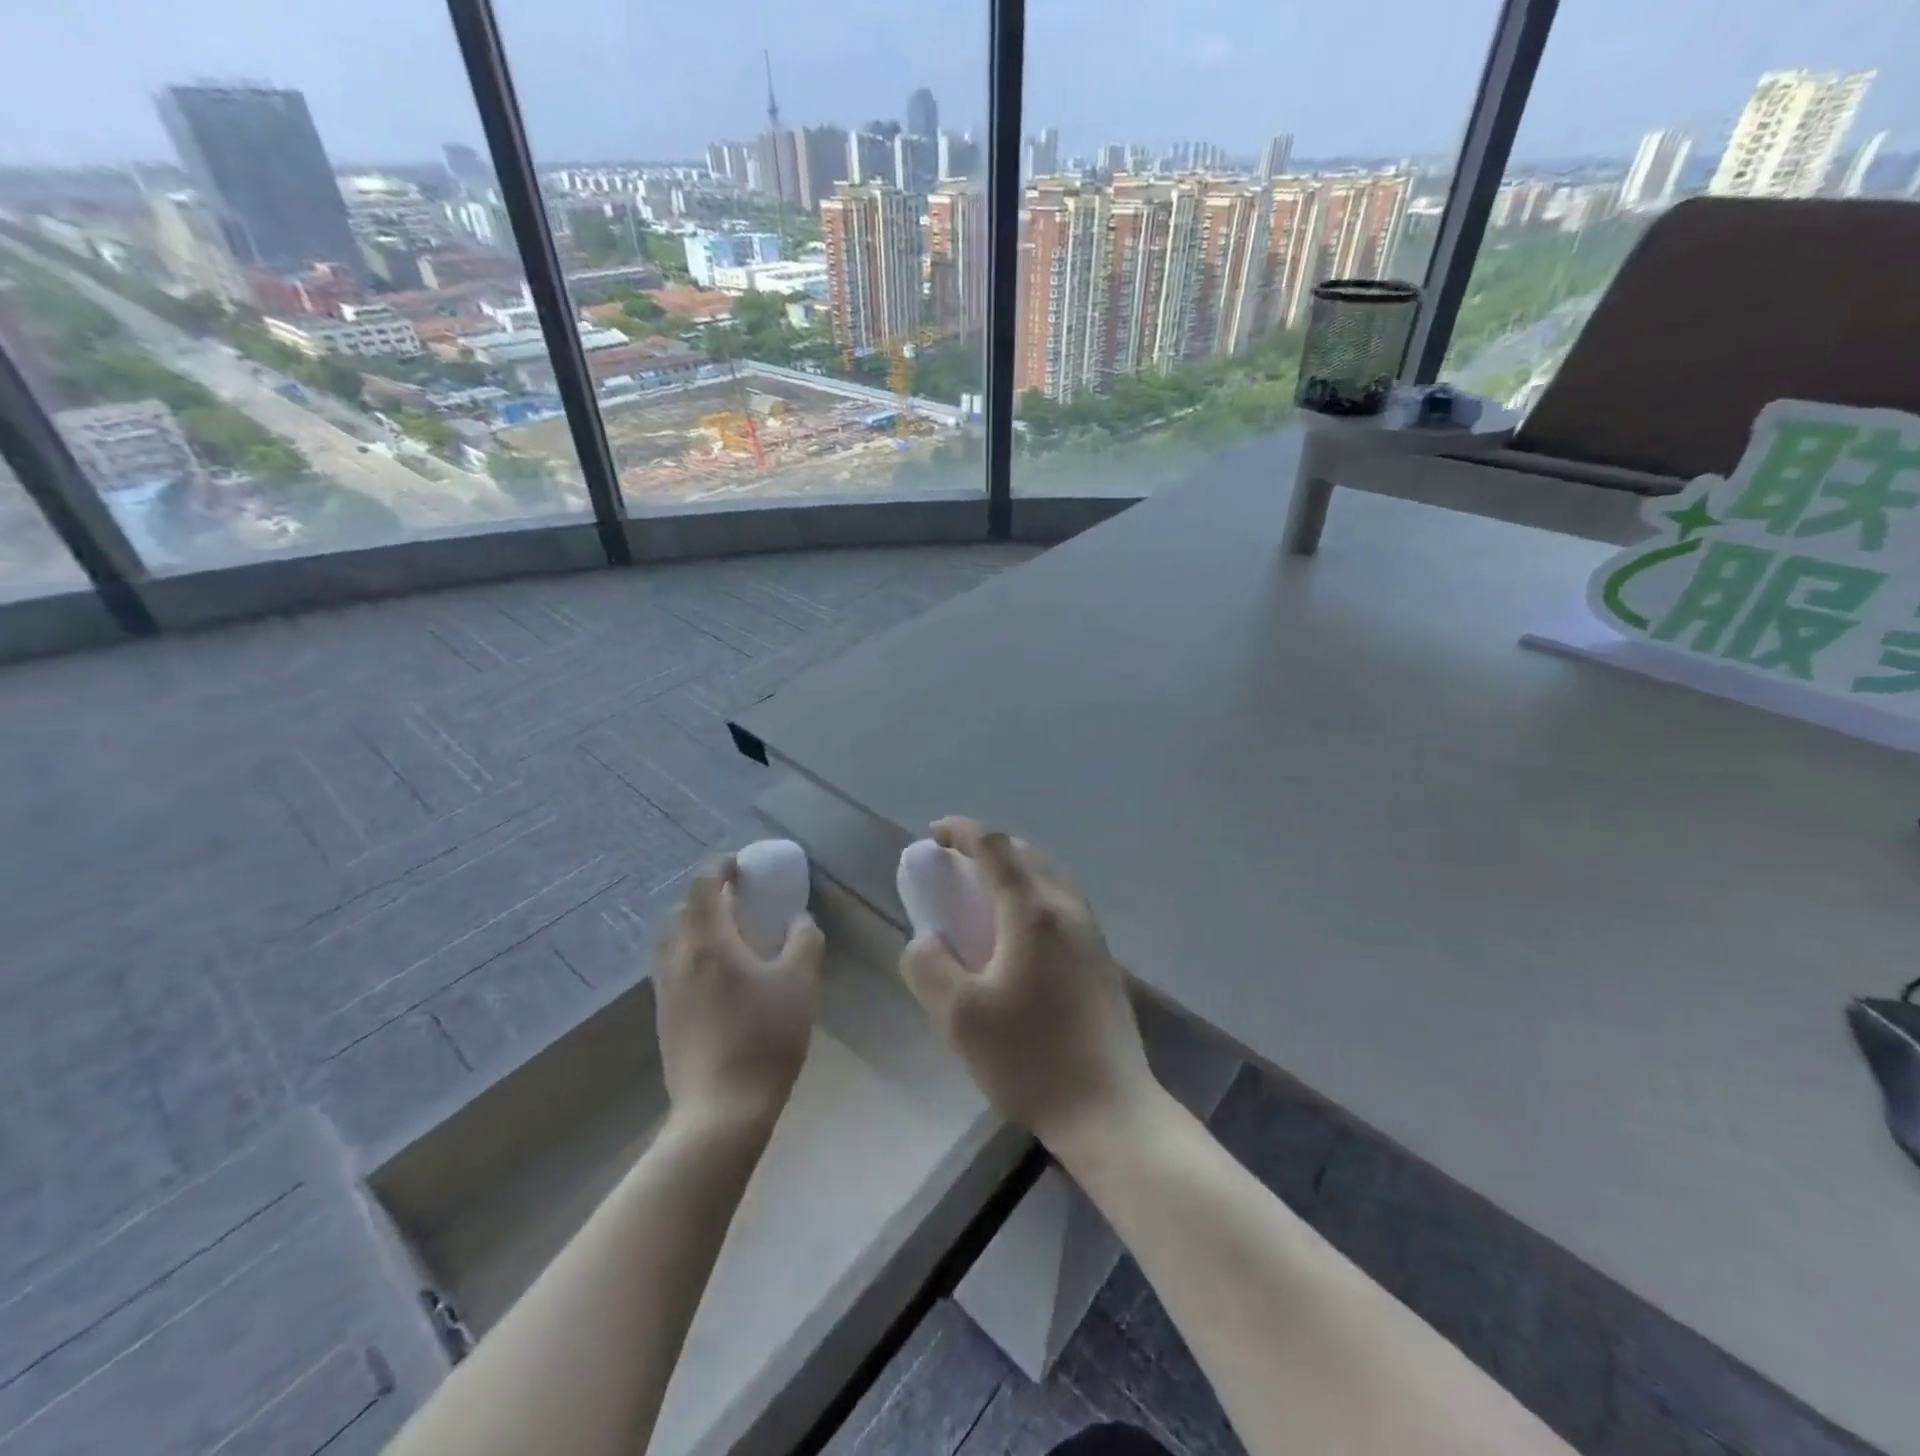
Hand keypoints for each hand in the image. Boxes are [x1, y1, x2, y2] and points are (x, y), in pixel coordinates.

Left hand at [656, 857, 823, 1134]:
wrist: (721, 1110)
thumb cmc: (765, 1037)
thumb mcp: (800, 983)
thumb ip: (804, 942)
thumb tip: (800, 921)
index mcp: (708, 941)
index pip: (704, 884)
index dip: (722, 866)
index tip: (744, 865)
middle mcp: (678, 959)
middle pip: (685, 910)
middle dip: (712, 897)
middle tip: (743, 900)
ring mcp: (666, 991)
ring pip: (677, 942)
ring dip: (701, 928)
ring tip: (733, 938)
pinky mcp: (666, 1018)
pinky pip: (677, 969)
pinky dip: (696, 956)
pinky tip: (724, 979)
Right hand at [899, 819, 1157, 1153]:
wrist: (1108, 1109)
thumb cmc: (1029, 1059)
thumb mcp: (957, 1017)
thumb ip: (928, 966)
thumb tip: (925, 939)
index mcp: (1032, 911)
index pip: (994, 846)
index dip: (962, 831)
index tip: (934, 835)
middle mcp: (1068, 908)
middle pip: (1025, 854)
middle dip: (987, 849)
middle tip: (954, 868)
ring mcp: (1092, 932)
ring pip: (1049, 876)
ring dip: (1014, 871)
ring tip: (983, 896)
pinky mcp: (1103, 957)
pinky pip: (1063, 902)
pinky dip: (1033, 895)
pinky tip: (1018, 935)